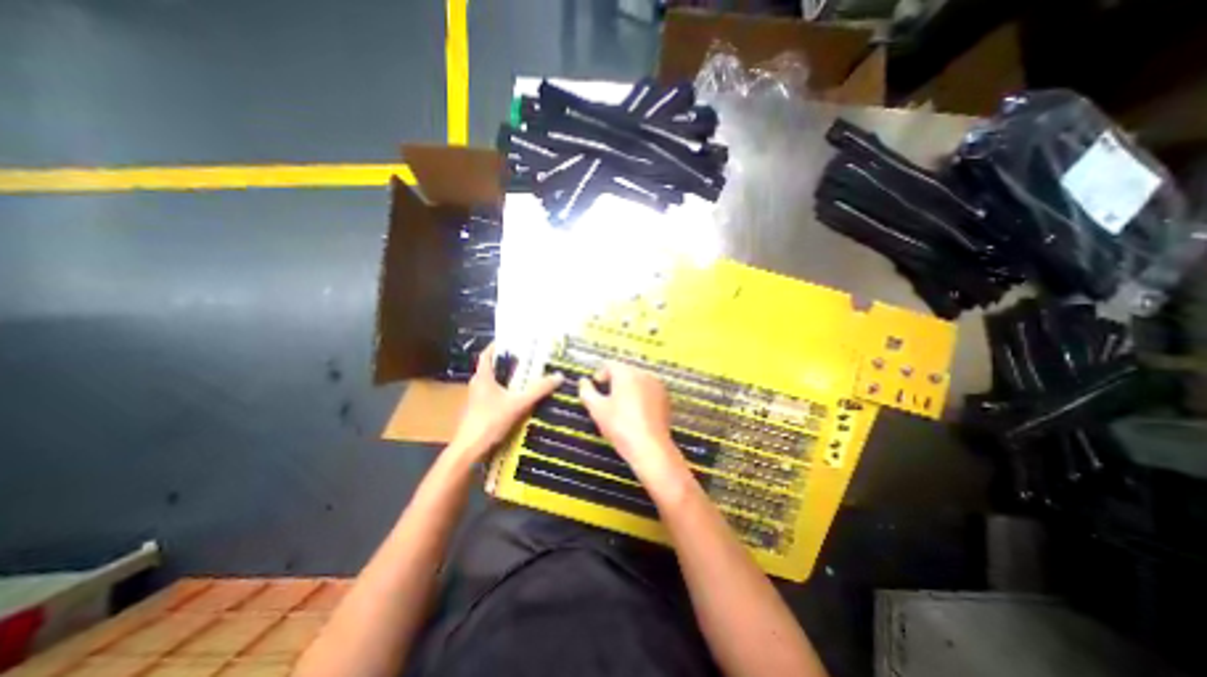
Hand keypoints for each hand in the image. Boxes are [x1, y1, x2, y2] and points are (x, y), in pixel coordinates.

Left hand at [449, 347, 564, 462]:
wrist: (469, 451)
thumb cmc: (490, 421)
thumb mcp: (518, 404)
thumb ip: (538, 390)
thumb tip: (559, 376)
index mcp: (483, 377)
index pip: (487, 354)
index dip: (497, 345)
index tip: (512, 340)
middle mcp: (478, 385)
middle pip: (492, 368)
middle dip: (508, 362)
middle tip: (528, 358)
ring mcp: (477, 399)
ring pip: (494, 383)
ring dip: (508, 378)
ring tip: (527, 376)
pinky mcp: (480, 411)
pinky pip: (495, 395)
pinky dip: (506, 392)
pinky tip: (520, 398)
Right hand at [576, 366, 686, 486]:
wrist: (650, 447)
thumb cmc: (620, 426)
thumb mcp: (597, 409)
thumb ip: (587, 391)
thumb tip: (583, 381)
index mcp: (626, 373)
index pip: (610, 364)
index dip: (600, 373)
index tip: (596, 385)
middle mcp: (644, 374)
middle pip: (625, 370)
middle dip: (614, 380)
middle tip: (606, 396)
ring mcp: (657, 385)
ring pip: (638, 379)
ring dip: (628, 387)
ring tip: (620, 404)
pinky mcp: (665, 397)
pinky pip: (649, 389)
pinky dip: (640, 394)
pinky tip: (636, 410)